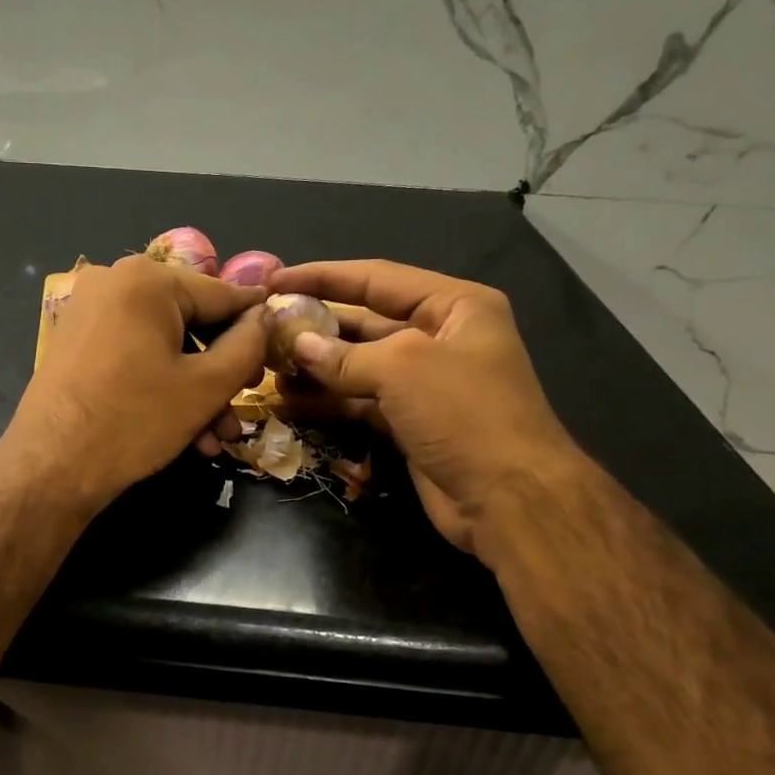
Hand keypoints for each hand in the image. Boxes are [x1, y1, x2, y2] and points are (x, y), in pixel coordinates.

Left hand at [1, 255, 269, 510]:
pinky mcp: (77, 344)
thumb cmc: (134, 421)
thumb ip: (248, 345)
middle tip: (243, 406)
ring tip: (217, 437)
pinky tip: (186, 434)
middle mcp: (114, 283)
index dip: (257, 326)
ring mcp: (90, 313)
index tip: (283, 350)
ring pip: (164, 346)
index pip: (223, 295)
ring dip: (196, 391)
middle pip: (192, 322)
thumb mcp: (205, 386)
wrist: (50, 468)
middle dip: (222, 372)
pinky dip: (162, 388)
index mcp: (147, 279)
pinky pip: (136, 357)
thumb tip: (266, 318)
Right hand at [269, 260, 584, 557]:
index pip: (377, 278)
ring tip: (268, 365)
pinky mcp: (410, 421)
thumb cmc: (464, 413)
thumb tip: (297, 345)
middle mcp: (440, 337)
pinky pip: (361, 400)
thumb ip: (345, 355)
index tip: (276, 279)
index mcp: (454, 306)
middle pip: (365, 321)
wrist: (509, 498)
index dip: (324, 276)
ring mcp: (425, 383)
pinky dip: (328, 399)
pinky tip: (290, 399)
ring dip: (316, 365)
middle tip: (265, 327)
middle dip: (316, 324)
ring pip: (359, 364)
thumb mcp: (403, 368)